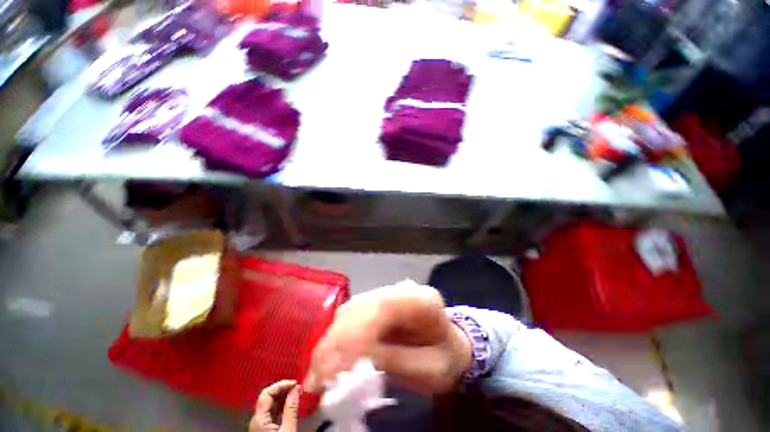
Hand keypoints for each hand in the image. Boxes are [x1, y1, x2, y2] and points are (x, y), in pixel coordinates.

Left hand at [249, 380, 300, 431]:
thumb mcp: (288, 429)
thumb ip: (291, 408)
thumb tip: (296, 388)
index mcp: (259, 419)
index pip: (267, 393)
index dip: (281, 385)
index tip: (294, 383)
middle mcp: (256, 419)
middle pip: (268, 396)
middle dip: (283, 389)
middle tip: (297, 387)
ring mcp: (260, 423)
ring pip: (271, 402)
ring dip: (284, 395)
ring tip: (297, 393)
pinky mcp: (264, 427)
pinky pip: (273, 410)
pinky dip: (282, 404)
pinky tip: (291, 403)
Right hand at [304, 281, 471, 394]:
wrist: (446, 345)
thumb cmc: (443, 360)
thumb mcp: (430, 370)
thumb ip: (396, 360)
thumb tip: (354, 359)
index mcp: (423, 300)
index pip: (386, 305)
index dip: (358, 330)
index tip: (336, 365)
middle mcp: (402, 290)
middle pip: (364, 305)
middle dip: (338, 340)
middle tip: (317, 376)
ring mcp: (387, 293)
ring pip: (353, 308)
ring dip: (332, 339)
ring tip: (316, 372)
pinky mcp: (376, 301)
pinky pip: (351, 314)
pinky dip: (336, 336)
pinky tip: (325, 357)